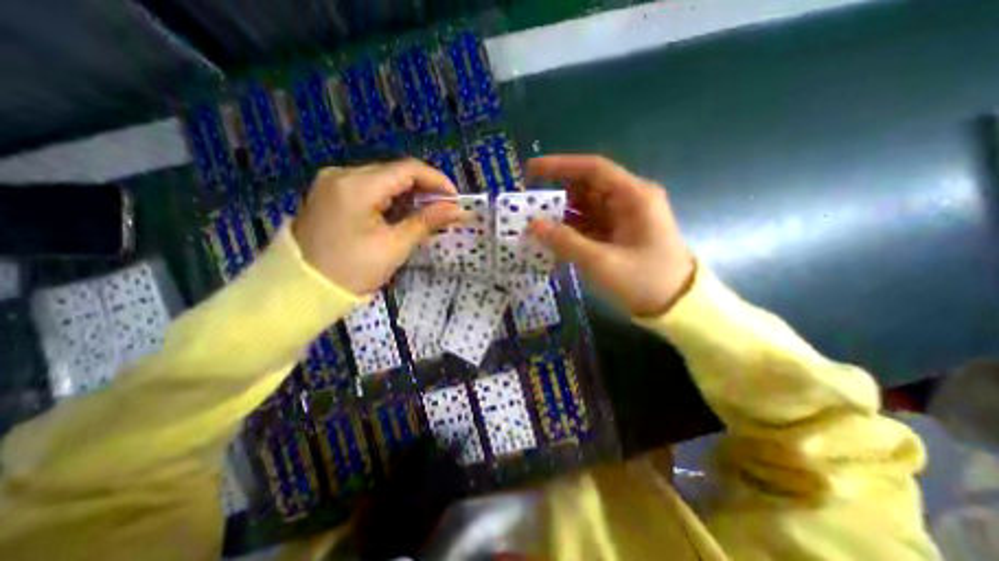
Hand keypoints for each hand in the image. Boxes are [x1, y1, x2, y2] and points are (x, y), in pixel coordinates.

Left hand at [288, 159, 459, 294]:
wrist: (304, 289)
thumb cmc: (353, 270)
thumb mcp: (395, 246)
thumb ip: (427, 222)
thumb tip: (457, 210)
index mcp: (357, 186)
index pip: (407, 169)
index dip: (437, 180)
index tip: (455, 199)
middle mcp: (342, 174)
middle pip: (395, 172)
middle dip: (424, 189)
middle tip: (444, 210)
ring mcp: (333, 182)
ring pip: (384, 179)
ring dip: (409, 195)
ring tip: (427, 215)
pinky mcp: (331, 193)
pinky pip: (369, 188)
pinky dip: (391, 199)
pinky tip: (403, 214)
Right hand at [530, 157, 696, 317]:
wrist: (676, 307)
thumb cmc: (645, 281)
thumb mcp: (602, 263)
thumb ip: (565, 242)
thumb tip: (532, 224)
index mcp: (633, 196)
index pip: (593, 169)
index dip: (560, 166)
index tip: (531, 170)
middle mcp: (629, 200)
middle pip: (587, 187)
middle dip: (556, 194)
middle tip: (527, 206)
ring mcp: (623, 218)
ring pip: (585, 207)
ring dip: (561, 214)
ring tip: (533, 223)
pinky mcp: (617, 234)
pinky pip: (588, 224)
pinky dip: (570, 230)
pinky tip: (552, 238)